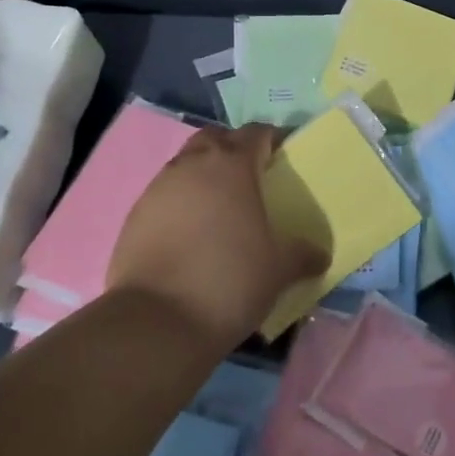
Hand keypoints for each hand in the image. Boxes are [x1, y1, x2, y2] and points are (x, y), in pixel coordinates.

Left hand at [107, 124, 325, 352]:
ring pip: (186, 165)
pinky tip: (193, 235)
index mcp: (232, 165)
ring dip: (204, 176)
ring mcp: (157, 189)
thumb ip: (302, 254)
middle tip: (252, 177)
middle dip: (233, 149)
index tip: (285, 156)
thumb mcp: (279, 269)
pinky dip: (181, 204)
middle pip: (215, 138)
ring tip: (222, 209)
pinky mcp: (134, 217)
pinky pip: (165, 196)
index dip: (273, 139)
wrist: (157, 322)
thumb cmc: (229, 280)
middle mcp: (192, 165)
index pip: (256, 132)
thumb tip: (320, 255)